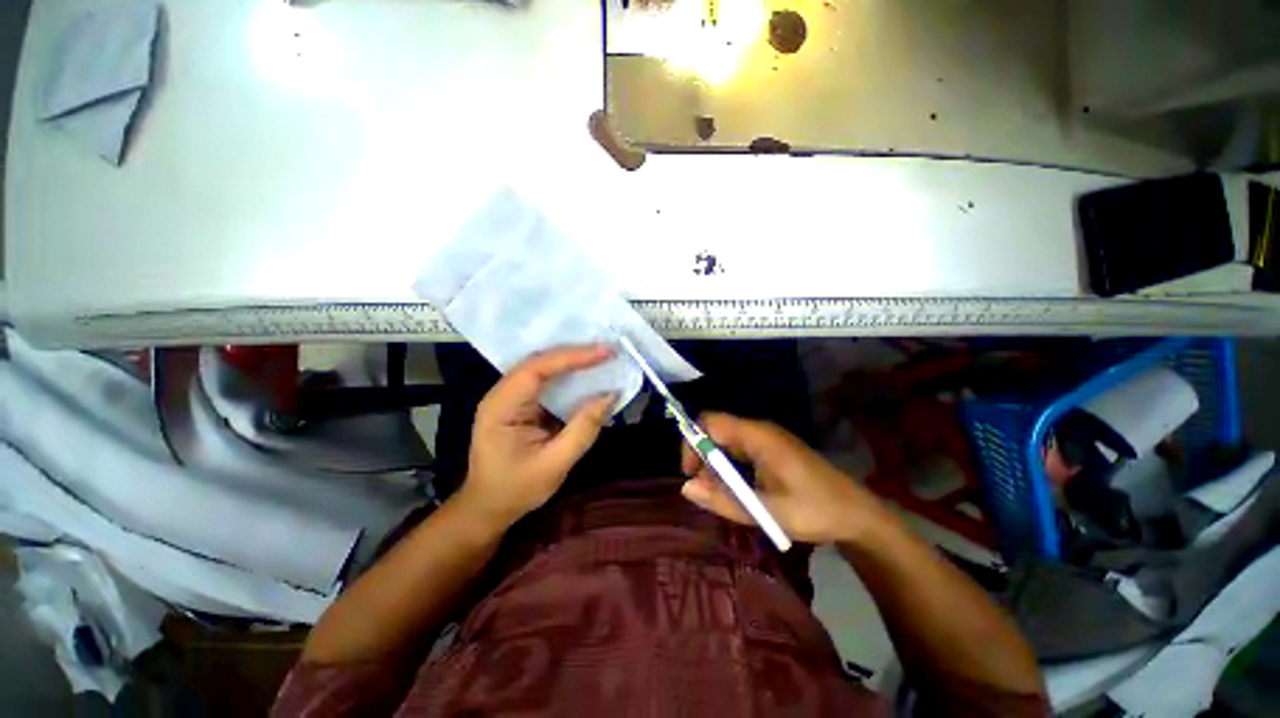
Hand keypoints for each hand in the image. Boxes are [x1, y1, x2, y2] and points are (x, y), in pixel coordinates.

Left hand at [458, 345, 616, 528]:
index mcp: (501, 407)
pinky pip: (544, 380)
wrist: (487, 508)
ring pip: (542, 367)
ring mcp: (509, 396)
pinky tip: (585, 373)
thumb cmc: (516, 489)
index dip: (571, 357)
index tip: (604, 352)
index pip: (536, 369)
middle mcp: (501, 394)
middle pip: (539, 362)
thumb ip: (583, 429)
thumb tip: (610, 395)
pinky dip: (567, 374)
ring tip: (601, 357)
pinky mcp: (519, 403)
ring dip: (571, 361)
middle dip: (574, 354)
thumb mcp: (555, 464)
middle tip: (608, 351)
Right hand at [680, 413, 892, 544]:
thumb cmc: (814, 511)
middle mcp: (759, 430)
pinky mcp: (771, 449)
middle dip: (702, 457)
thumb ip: (723, 500)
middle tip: (706, 490)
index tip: (691, 474)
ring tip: (722, 495)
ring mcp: (766, 438)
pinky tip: (738, 491)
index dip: (692, 443)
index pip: (709, 422)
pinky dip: (730, 468)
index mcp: (757, 436)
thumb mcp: (767, 512)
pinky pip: (739, 450)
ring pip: (726, 441)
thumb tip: (685, 487)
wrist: (857, 514)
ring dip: (716, 465)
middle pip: (715, 430)